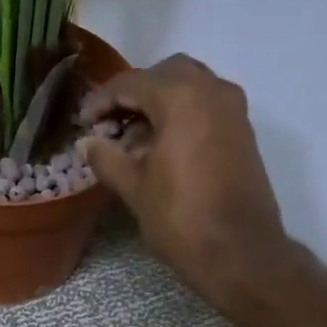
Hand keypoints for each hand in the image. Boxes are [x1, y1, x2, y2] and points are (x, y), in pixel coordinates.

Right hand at [80, 55, 298, 313]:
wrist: (239, 251)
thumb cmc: (181, 219)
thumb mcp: (135, 189)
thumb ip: (107, 159)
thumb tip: (87, 143)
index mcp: (181, 98)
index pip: (132, 83)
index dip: (102, 100)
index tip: (83, 122)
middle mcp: (212, 91)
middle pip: (165, 75)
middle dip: (134, 94)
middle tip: (109, 124)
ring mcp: (233, 110)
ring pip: (189, 87)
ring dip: (159, 103)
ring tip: (133, 138)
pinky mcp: (242, 132)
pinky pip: (206, 106)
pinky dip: (181, 115)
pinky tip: (161, 147)